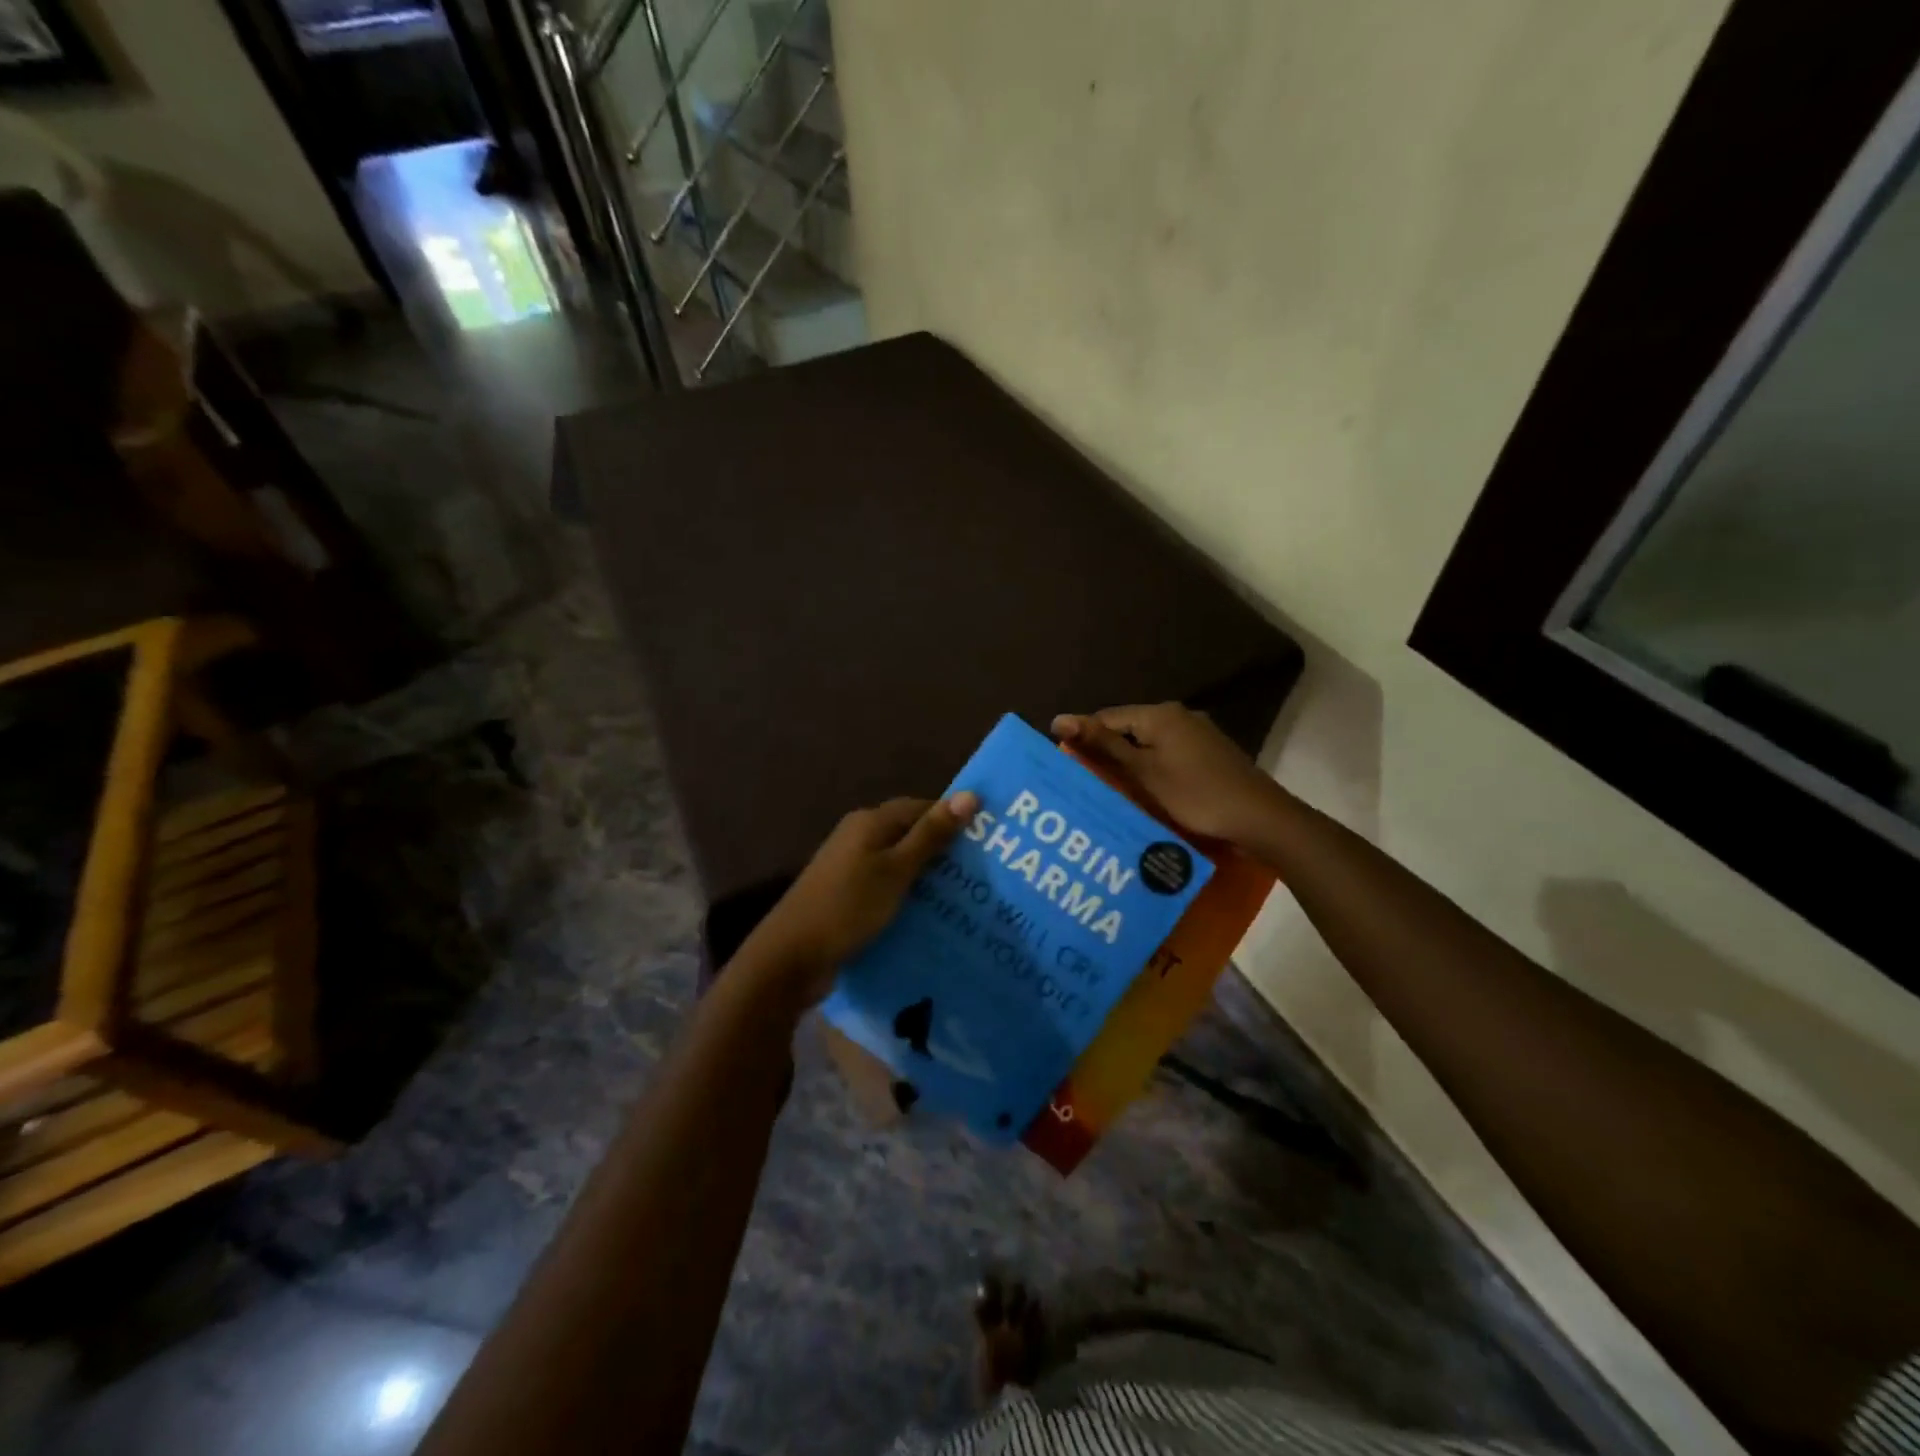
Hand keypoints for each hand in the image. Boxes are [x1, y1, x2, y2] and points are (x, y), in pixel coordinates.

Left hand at [739, 792, 980, 1005]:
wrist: (791, 957)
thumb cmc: (848, 907)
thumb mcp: (896, 870)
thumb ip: (931, 835)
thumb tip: (969, 794)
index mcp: (870, 822)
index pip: (921, 807)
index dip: (953, 819)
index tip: (988, 839)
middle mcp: (859, 837)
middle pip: (910, 834)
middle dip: (944, 851)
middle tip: (984, 873)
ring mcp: (850, 867)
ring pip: (900, 863)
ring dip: (928, 877)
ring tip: (967, 896)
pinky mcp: (847, 895)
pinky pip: (887, 886)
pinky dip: (909, 895)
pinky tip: (931, 914)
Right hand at [1052, 703, 1282, 847]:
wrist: (1259, 818)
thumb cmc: (1195, 794)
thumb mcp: (1143, 772)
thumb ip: (1103, 745)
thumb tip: (1060, 718)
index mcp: (1159, 714)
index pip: (1106, 718)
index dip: (1082, 738)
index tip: (1063, 764)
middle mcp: (1178, 715)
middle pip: (1128, 730)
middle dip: (1105, 753)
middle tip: (1082, 781)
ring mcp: (1197, 734)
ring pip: (1148, 745)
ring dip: (1128, 764)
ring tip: (1106, 789)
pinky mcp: (1208, 754)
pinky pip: (1167, 755)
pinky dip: (1150, 770)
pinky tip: (1143, 792)